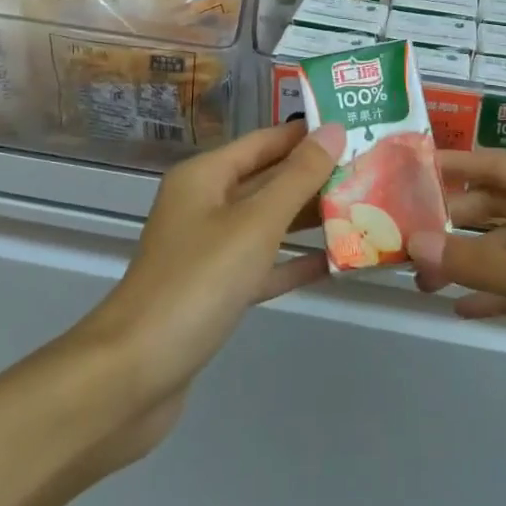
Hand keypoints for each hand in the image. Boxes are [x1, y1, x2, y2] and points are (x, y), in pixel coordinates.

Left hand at [79, 120, 340, 459]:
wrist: (134, 374)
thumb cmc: (197, 282)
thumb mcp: (254, 223)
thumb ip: (297, 178)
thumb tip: (333, 130)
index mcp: (205, 176)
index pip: (266, 141)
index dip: (308, 134)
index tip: (356, 130)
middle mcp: (205, 205)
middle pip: (268, 180)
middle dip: (315, 177)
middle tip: (371, 171)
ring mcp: (208, 250)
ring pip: (268, 224)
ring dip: (309, 219)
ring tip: (364, 210)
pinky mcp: (215, 292)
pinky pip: (263, 265)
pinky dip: (294, 262)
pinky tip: (336, 261)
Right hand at [413, 150, 505, 456]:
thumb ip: (484, 263)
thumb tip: (416, 242)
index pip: (494, 165)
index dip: (449, 165)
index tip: (402, 171)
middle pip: (499, 205)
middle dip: (453, 221)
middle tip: (400, 239)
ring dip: (471, 260)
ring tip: (420, 278)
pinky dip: (500, 292)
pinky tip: (464, 308)